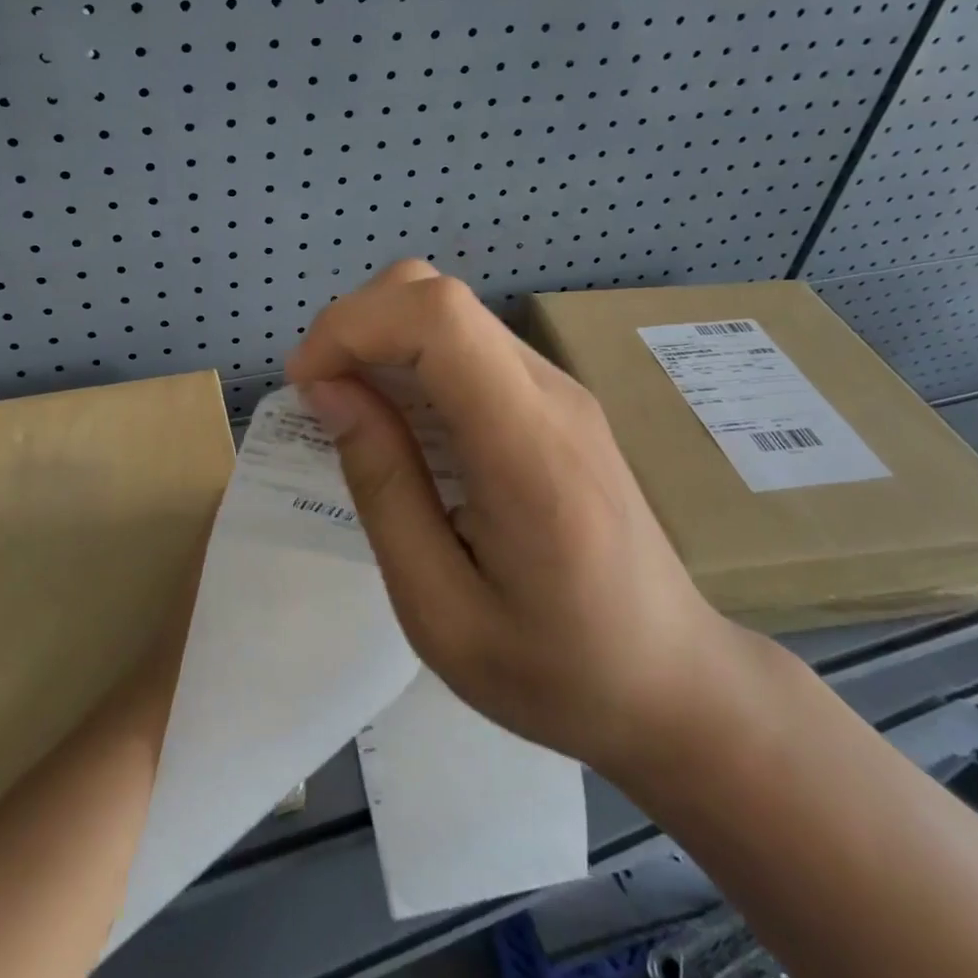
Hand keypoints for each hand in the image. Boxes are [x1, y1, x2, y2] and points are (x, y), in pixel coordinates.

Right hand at [286, 261, 736, 772]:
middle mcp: (551, 393)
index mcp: (529, 448)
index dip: (354, 326)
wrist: (671, 681)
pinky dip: (413, 359)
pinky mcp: (556, 399)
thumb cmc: (555, 671)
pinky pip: (469, 346)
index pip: (438, 317)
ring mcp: (560, 389)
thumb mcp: (440, 610)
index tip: (307, 385)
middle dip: (358, 326)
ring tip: (354, 415)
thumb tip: (330, 391)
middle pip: (439, 296)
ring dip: (381, 340)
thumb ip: (384, 488)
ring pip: (450, 312)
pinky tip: (403, 425)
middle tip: (323, 400)